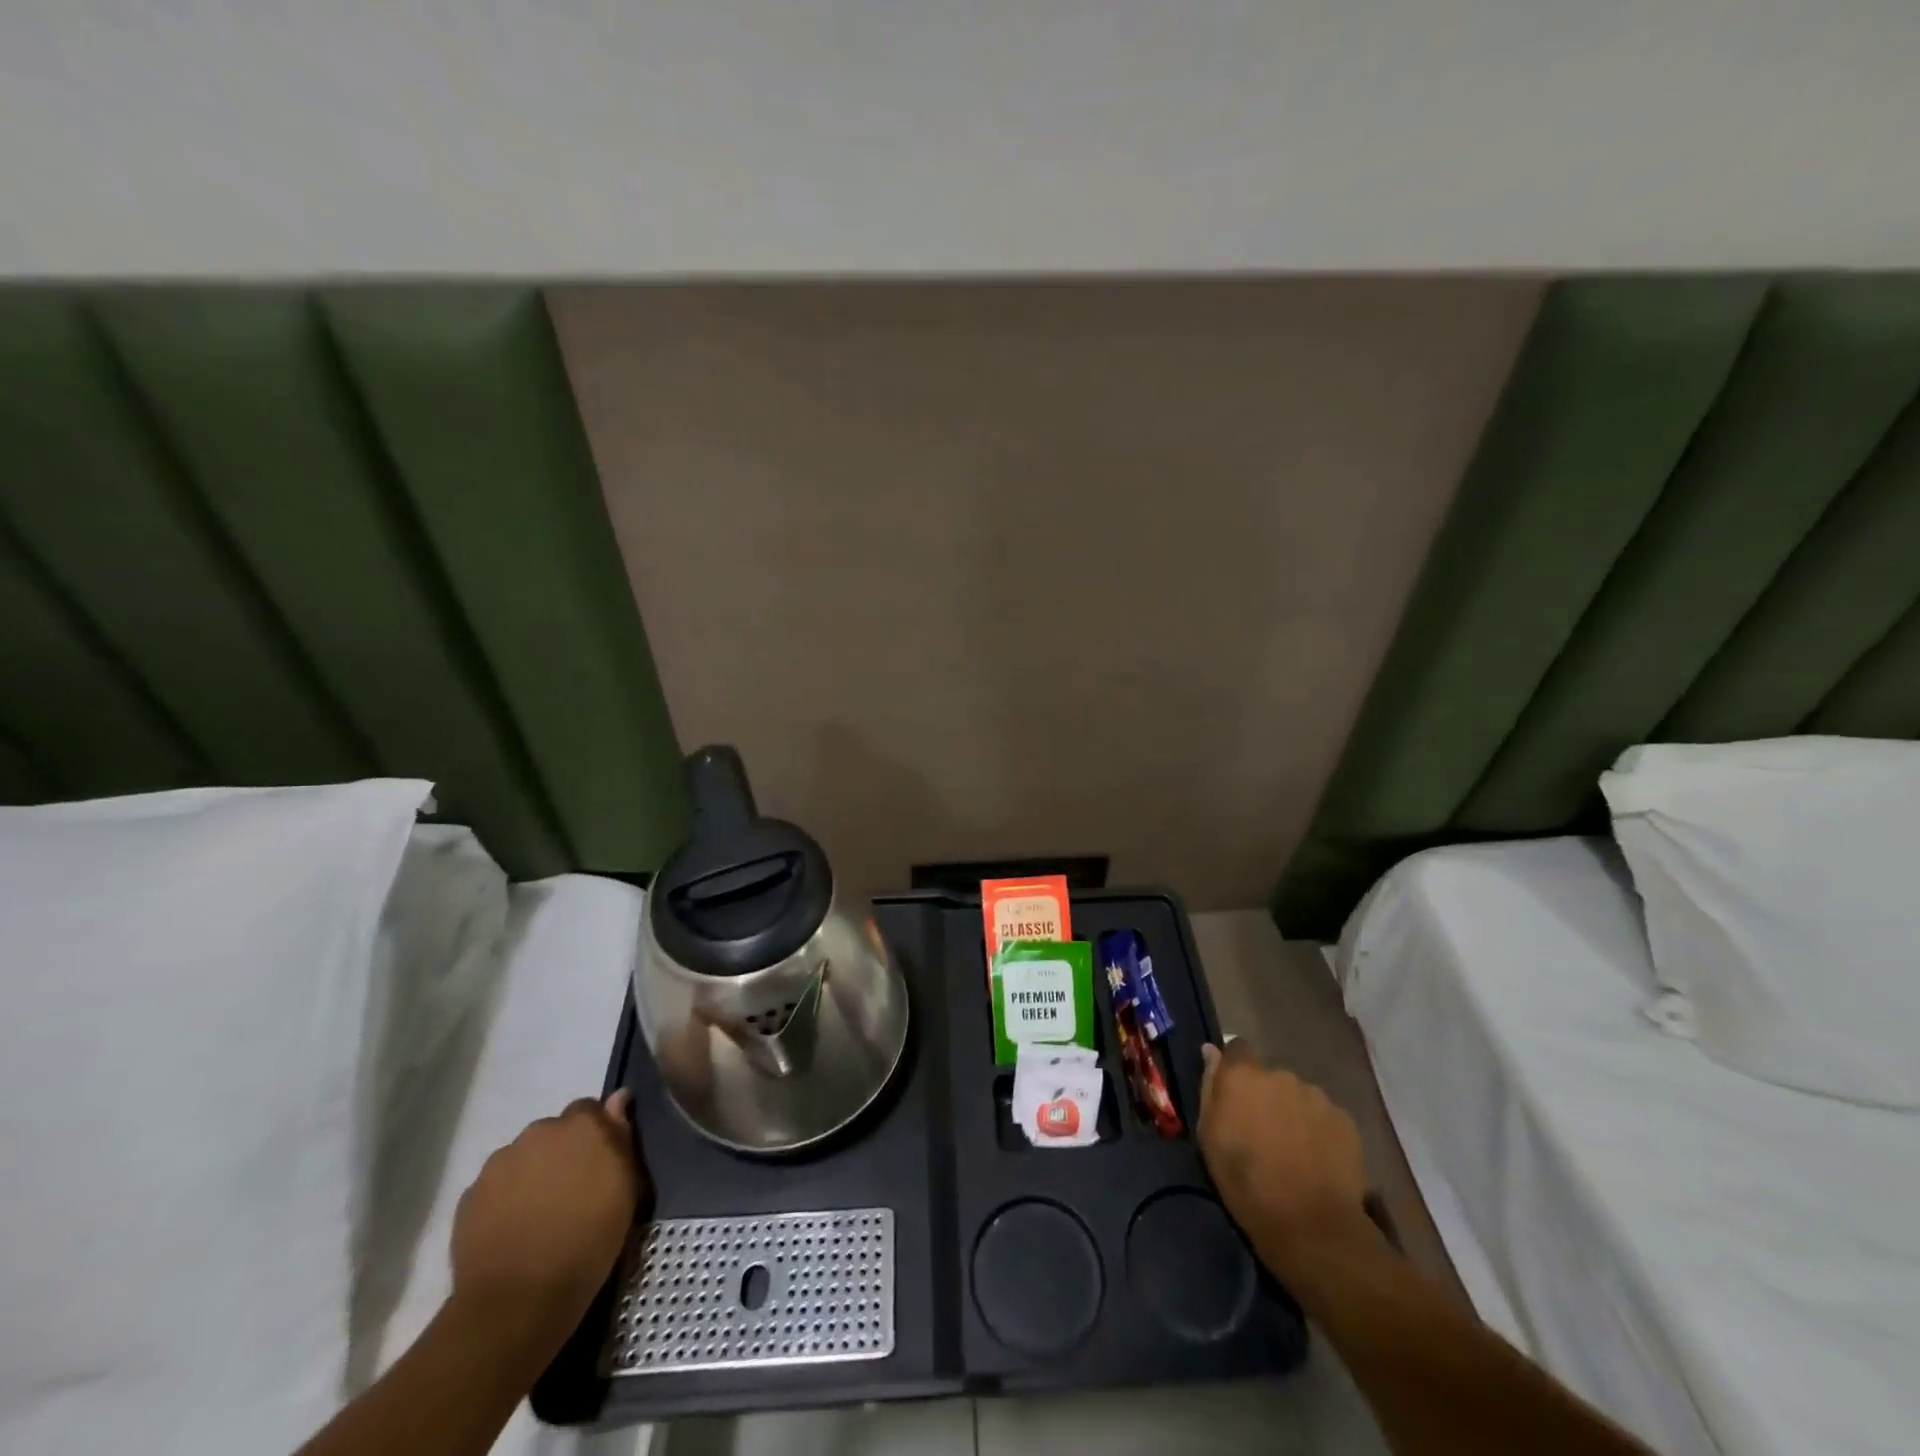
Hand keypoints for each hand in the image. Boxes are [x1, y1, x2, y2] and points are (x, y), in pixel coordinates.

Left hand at [449, 1090, 644, 1346]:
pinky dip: (504, 1199)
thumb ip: (620, 1136)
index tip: (598, 1165)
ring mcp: (500, 1163)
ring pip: (522, 1157)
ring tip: (538, 1215)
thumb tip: (618, 1098)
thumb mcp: (625, 1189)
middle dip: (561, 1153)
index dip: (594, 1135)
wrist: (518, 1300)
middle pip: (553, 1132)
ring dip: (532, 1174)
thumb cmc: (588, 1240)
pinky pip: (495, 1186)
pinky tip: (512, 1230)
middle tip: (569, 1192)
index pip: (588, 1110)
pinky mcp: (470, 1195)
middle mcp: (539, 1132)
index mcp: (581, 1125)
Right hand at [1199, 1040, 1373, 1276]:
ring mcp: (1316, 1096)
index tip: (1234, 1094)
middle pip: (1270, 1076)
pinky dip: (1318, 1130)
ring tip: (1294, 1150)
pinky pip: (1324, 1116)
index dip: (1236, 1067)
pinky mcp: (1345, 1120)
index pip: (1238, 1047)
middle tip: (1263, 1132)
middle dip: (1266, 1096)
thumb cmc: (1246, 1182)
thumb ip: (1210, 1087)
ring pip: (1298, 1096)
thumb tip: (1211, 1051)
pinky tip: (1317, 1159)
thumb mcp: (1210, 1137)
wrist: (1311, 1226)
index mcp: (1243, 1075)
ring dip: (1293, 1112)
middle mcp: (1281, 1075)